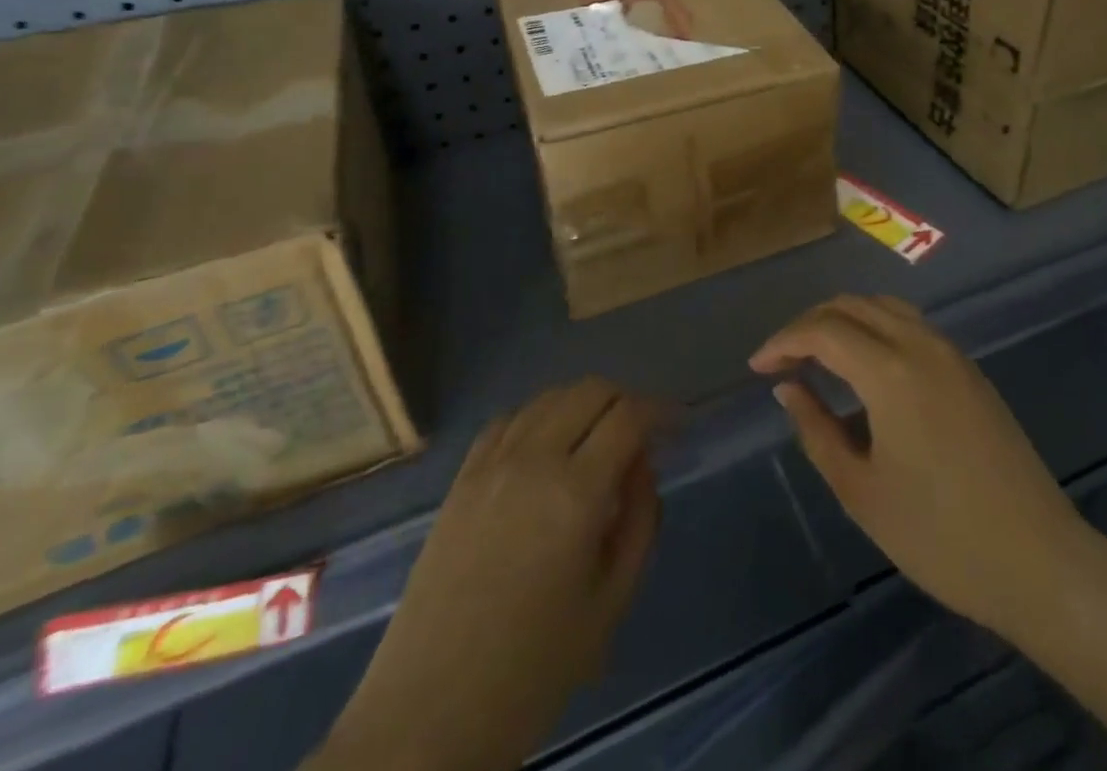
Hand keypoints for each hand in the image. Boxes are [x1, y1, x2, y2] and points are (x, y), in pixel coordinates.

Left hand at [314, 379, 662, 770]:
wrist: (427, 717)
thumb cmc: (532, 670)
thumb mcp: (610, 603)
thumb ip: (641, 522)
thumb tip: (643, 466)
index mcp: (577, 493)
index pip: (630, 416)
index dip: (662, 410)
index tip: (679, 424)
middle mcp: (534, 460)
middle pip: (591, 390)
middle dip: (626, 401)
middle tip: (642, 436)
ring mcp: (491, 465)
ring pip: (550, 397)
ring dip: (584, 405)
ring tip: (596, 441)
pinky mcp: (460, 479)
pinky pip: (508, 420)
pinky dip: (539, 418)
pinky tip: (545, 449)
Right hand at [750, 296, 1088, 642]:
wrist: (1039, 561)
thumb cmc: (940, 536)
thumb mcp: (862, 491)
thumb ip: (817, 430)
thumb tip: (789, 387)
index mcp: (891, 371)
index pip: (824, 330)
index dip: (784, 341)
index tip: (757, 367)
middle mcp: (921, 344)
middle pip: (853, 306)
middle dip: (810, 324)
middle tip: (782, 362)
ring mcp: (951, 353)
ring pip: (885, 308)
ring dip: (844, 320)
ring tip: (817, 357)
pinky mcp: (969, 369)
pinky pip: (911, 326)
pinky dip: (875, 329)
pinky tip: (864, 369)